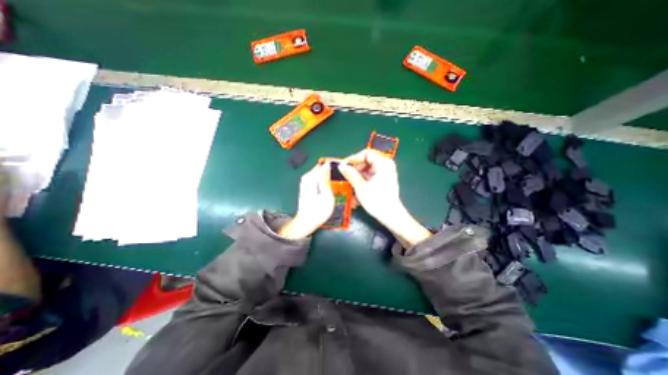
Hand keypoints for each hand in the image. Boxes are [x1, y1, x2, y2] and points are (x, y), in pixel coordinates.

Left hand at [279, 164, 336, 239]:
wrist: (306, 223)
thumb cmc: (318, 211)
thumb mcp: (326, 195)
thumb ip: (326, 179)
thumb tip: (327, 164)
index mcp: (311, 177)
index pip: (324, 164)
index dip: (335, 166)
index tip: (344, 170)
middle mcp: (307, 177)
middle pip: (322, 169)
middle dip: (333, 172)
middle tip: (343, 180)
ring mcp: (306, 182)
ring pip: (321, 174)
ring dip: (330, 178)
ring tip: (339, 185)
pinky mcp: (307, 187)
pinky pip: (318, 180)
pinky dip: (325, 182)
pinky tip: (331, 189)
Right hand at [337, 150, 430, 246]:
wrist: (391, 216)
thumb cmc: (377, 201)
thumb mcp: (361, 187)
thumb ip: (350, 174)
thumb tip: (341, 166)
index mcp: (383, 163)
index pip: (366, 154)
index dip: (354, 158)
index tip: (344, 165)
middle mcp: (385, 166)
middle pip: (366, 162)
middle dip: (354, 169)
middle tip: (344, 176)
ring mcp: (384, 174)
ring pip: (366, 170)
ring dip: (357, 177)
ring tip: (348, 184)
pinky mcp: (382, 181)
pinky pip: (369, 177)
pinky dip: (362, 182)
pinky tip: (355, 190)